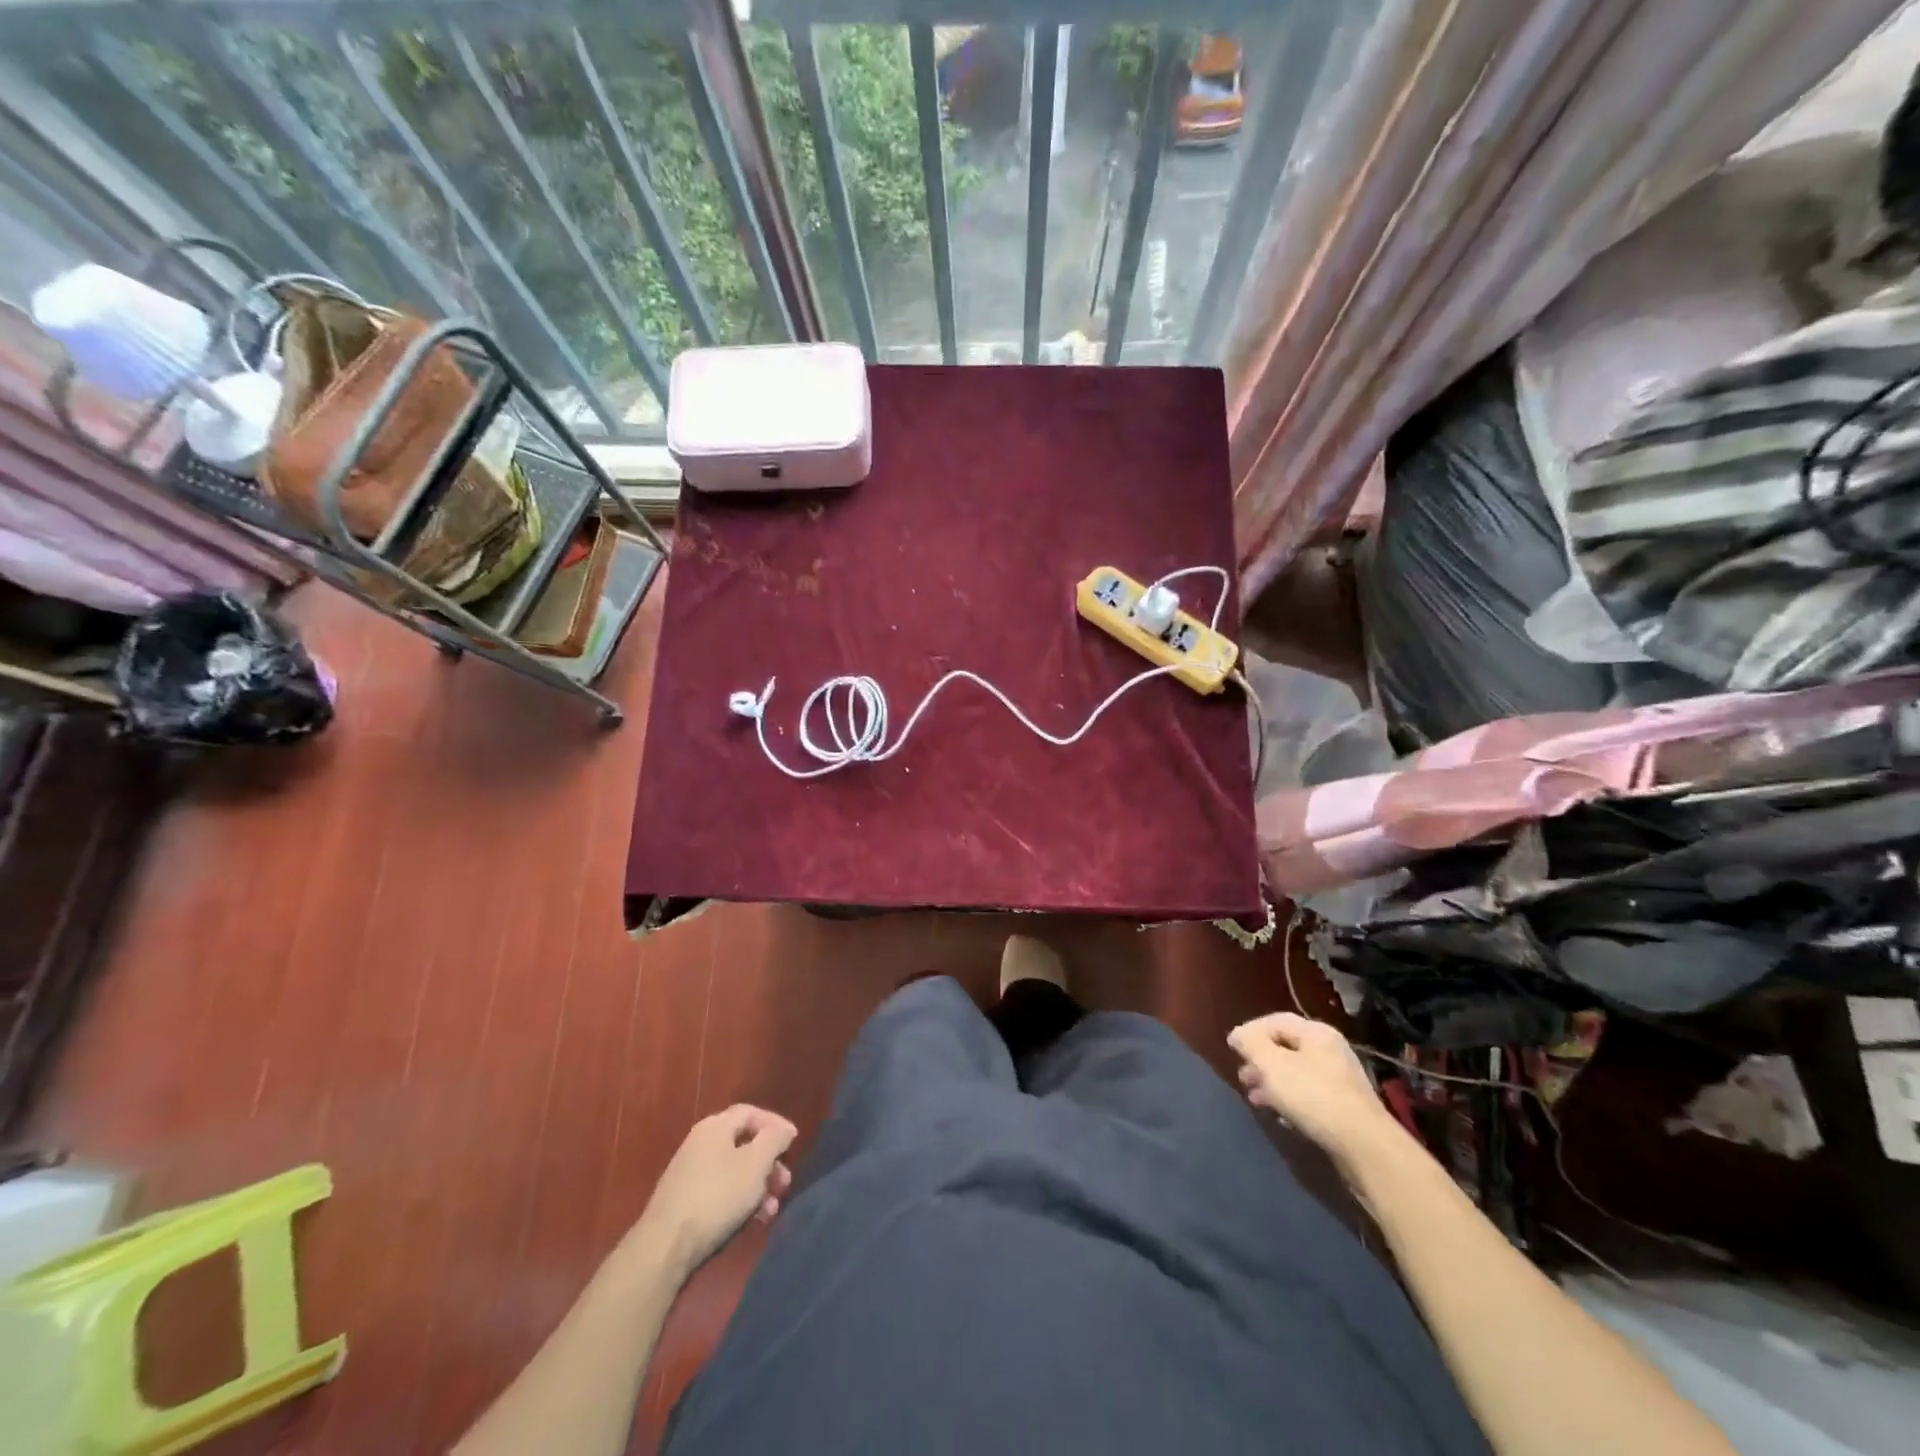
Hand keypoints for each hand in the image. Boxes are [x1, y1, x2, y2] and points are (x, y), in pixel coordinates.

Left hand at [631, 1105, 796, 1280]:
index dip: (775, 1124)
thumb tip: (784, 1129)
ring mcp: (689, 1172)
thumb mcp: (755, 1164)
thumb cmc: (717, 1196)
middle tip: (784, 1183)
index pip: (751, 1112)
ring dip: (758, 1186)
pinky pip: (721, 1190)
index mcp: (715, 1126)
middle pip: (744, 1143)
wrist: (664, 1247)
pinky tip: (752, 1220)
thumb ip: (774, 1139)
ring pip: (734, 1170)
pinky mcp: (684, 1200)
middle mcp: (700, 1143)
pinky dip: (740, 1200)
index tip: (794, 1142)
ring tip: (771, 1209)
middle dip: (769, 1163)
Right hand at [1228, 1013, 1395, 1163]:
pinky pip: (1309, 1095)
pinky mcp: (1344, 1107)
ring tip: (1255, 1098)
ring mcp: (1340, 1079)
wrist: (1364, 1146)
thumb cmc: (1313, 1096)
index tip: (1232, 1049)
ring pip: (1296, 1073)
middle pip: (1286, 1047)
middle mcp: (1330, 1050)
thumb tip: (1238, 1035)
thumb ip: (1250, 1044)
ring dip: (1272, 1083)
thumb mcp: (1272, 1065)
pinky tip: (1280, 1115)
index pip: (1275, 1021)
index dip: (1250, 1032)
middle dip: (1260, 1061)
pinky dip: (1290, 1100)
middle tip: (1243, 1077)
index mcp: (1316, 1032)